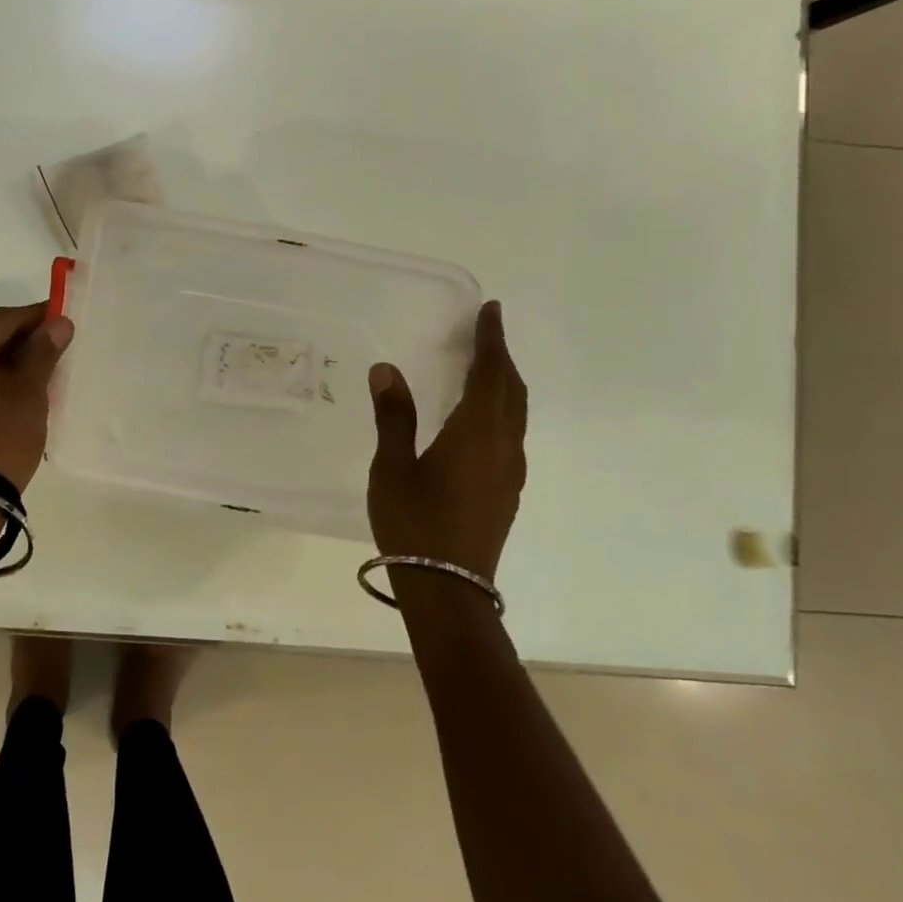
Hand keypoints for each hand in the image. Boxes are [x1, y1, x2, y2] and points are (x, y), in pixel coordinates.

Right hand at [366, 299, 527, 579]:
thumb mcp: (393, 466)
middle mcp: (502, 446)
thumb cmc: (414, 523)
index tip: (491, 311)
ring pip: (515, 414)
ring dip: (503, 384)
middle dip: (501, 358)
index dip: (491, 340)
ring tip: (482, 369)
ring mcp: (509, 472)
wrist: (448, 591)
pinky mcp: (506, 492)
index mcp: (476, 433)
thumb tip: (387, 368)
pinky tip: (478, 420)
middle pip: (512, 391)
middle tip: (485, 334)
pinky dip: (500, 410)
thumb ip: (393, 415)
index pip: (490, 373)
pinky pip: (510, 434)